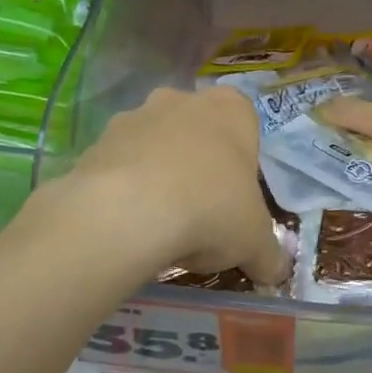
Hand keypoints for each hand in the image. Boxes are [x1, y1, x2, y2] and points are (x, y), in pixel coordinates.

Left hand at [44, 85, 290, 285]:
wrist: (126, 213)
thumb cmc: (210, 210)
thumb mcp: (255, 241)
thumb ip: (269, 254)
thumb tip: (275, 272)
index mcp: (231, 109)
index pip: (245, 126)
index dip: (242, 165)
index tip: (237, 200)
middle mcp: (183, 100)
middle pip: (198, 132)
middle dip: (199, 165)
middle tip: (202, 213)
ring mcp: (135, 116)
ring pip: (155, 146)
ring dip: (160, 175)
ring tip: (161, 226)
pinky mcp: (96, 142)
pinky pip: (119, 166)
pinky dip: (125, 190)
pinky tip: (129, 226)